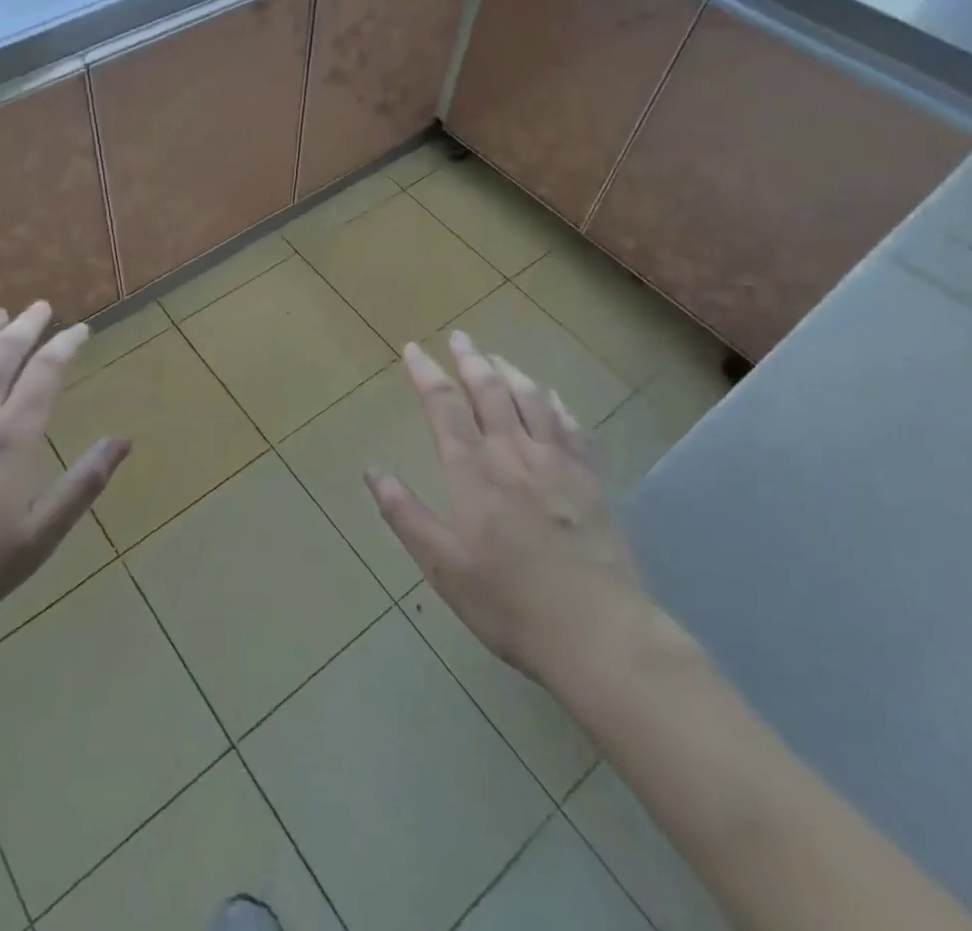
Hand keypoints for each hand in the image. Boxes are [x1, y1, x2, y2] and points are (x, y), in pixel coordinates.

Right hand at [366, 333, 663, 700]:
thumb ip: (405, 514)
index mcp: (473, 471)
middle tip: (459, 337)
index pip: (444, 405)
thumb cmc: (509, 602)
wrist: (599, 634)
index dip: (426, 373)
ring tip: (497, 357)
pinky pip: (571, 426)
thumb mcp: (442, 565)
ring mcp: (557, 463)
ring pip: (531, 399)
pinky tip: (551, 396)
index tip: (413, 349)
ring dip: (511, 372)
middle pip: (490, 390)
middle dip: (470, 359)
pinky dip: (555, 403)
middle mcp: (513, 453)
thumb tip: (372, 470)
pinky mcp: (590, 480)